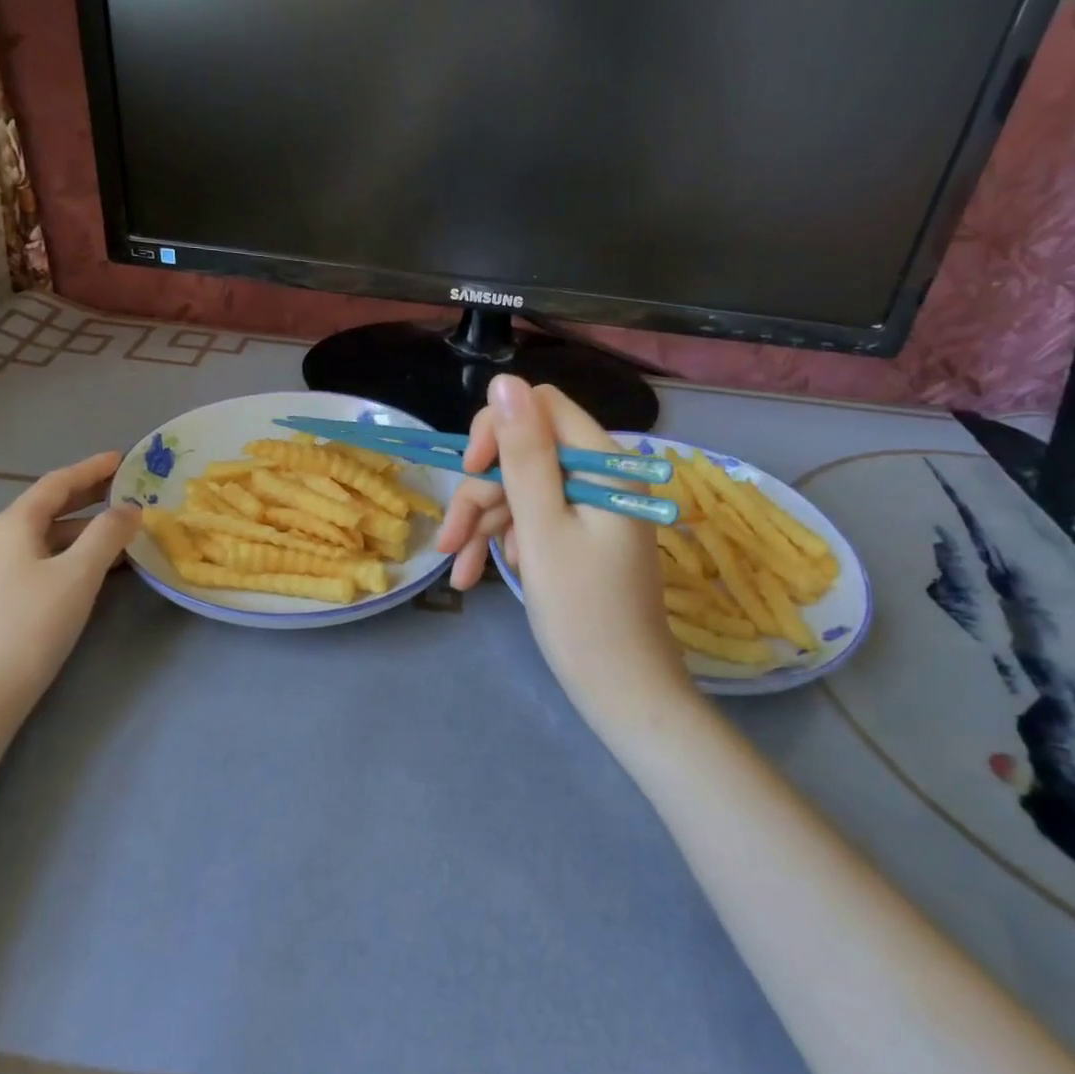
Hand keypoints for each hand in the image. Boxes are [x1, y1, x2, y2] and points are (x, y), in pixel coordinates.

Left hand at [0, 453, 141, 740]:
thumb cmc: (29, 626)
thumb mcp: (78, 575)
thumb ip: (108, 535)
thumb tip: (130, 509)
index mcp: (12, 524)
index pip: (57, 484)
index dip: (92, 469)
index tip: (123, 458)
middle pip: (49, 508)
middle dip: (89, 497)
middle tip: (128, 490)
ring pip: (46, 537)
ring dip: (84, 530)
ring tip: (122, 533)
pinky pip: (40, 561)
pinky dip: (71, 554)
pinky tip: (93, 570)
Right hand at [436, 377, 689, 723]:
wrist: (623, 693)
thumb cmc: (583, 614)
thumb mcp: (543, 529)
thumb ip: (523, 453)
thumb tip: (505, 380)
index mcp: (605, 464)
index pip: (541, 408)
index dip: (497, 431)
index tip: (470, 471)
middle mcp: (601, 476)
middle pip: (524, 453)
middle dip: (482, 493)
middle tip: (451, 542)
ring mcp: (591, 507)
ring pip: (521, 490)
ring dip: (485, 525)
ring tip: (462, 573)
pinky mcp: (581, 535)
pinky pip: (533, 519)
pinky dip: (504, 542)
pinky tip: (480, 576)